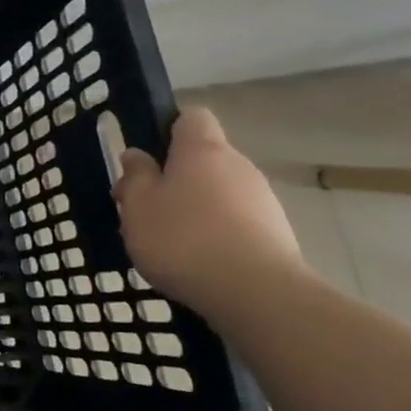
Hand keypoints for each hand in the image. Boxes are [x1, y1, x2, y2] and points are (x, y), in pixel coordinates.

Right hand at [113, 107, 309, 320]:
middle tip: (144, 207)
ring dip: (194, 207)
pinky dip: (215, 232)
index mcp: (202, 150)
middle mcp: (238, 165)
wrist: (255, 293)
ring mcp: (262, 200)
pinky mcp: (276, 233)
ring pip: (218, 191)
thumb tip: (136, 155)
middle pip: (203, 159)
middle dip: (174, 177)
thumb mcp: (137, 205)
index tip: (146, 156)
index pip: (190, 117)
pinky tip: (197, 260)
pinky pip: (235, 220)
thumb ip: (135, 176)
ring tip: (167, 240)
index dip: (167, 129)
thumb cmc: (182, 238)